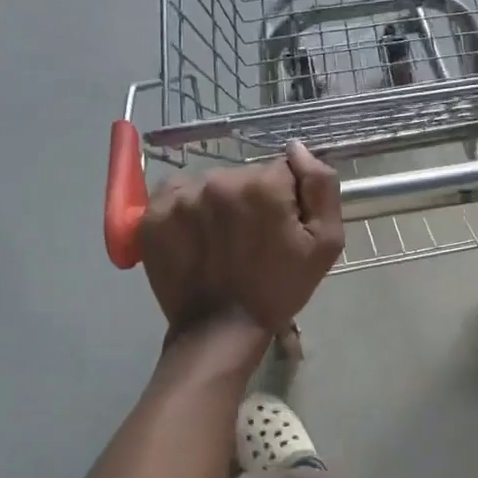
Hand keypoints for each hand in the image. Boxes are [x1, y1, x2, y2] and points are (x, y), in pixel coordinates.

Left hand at [141, 141, 344, 336]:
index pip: (281, 170)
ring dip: (218, 204)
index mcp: (263, 186)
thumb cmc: (280, 288)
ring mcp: (181, 197)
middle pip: (244, 176)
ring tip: (222, 242)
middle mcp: (218, 181)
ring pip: (210, 184)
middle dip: (251, 200)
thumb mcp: (325, 243)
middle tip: (252, 240)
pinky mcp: (152, 214)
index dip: (286, 198)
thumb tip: (297, 148)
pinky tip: (196, 237)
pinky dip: (187, 209)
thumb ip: (320, 186)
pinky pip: (177, 194)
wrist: (221, 329)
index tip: (280, 227)